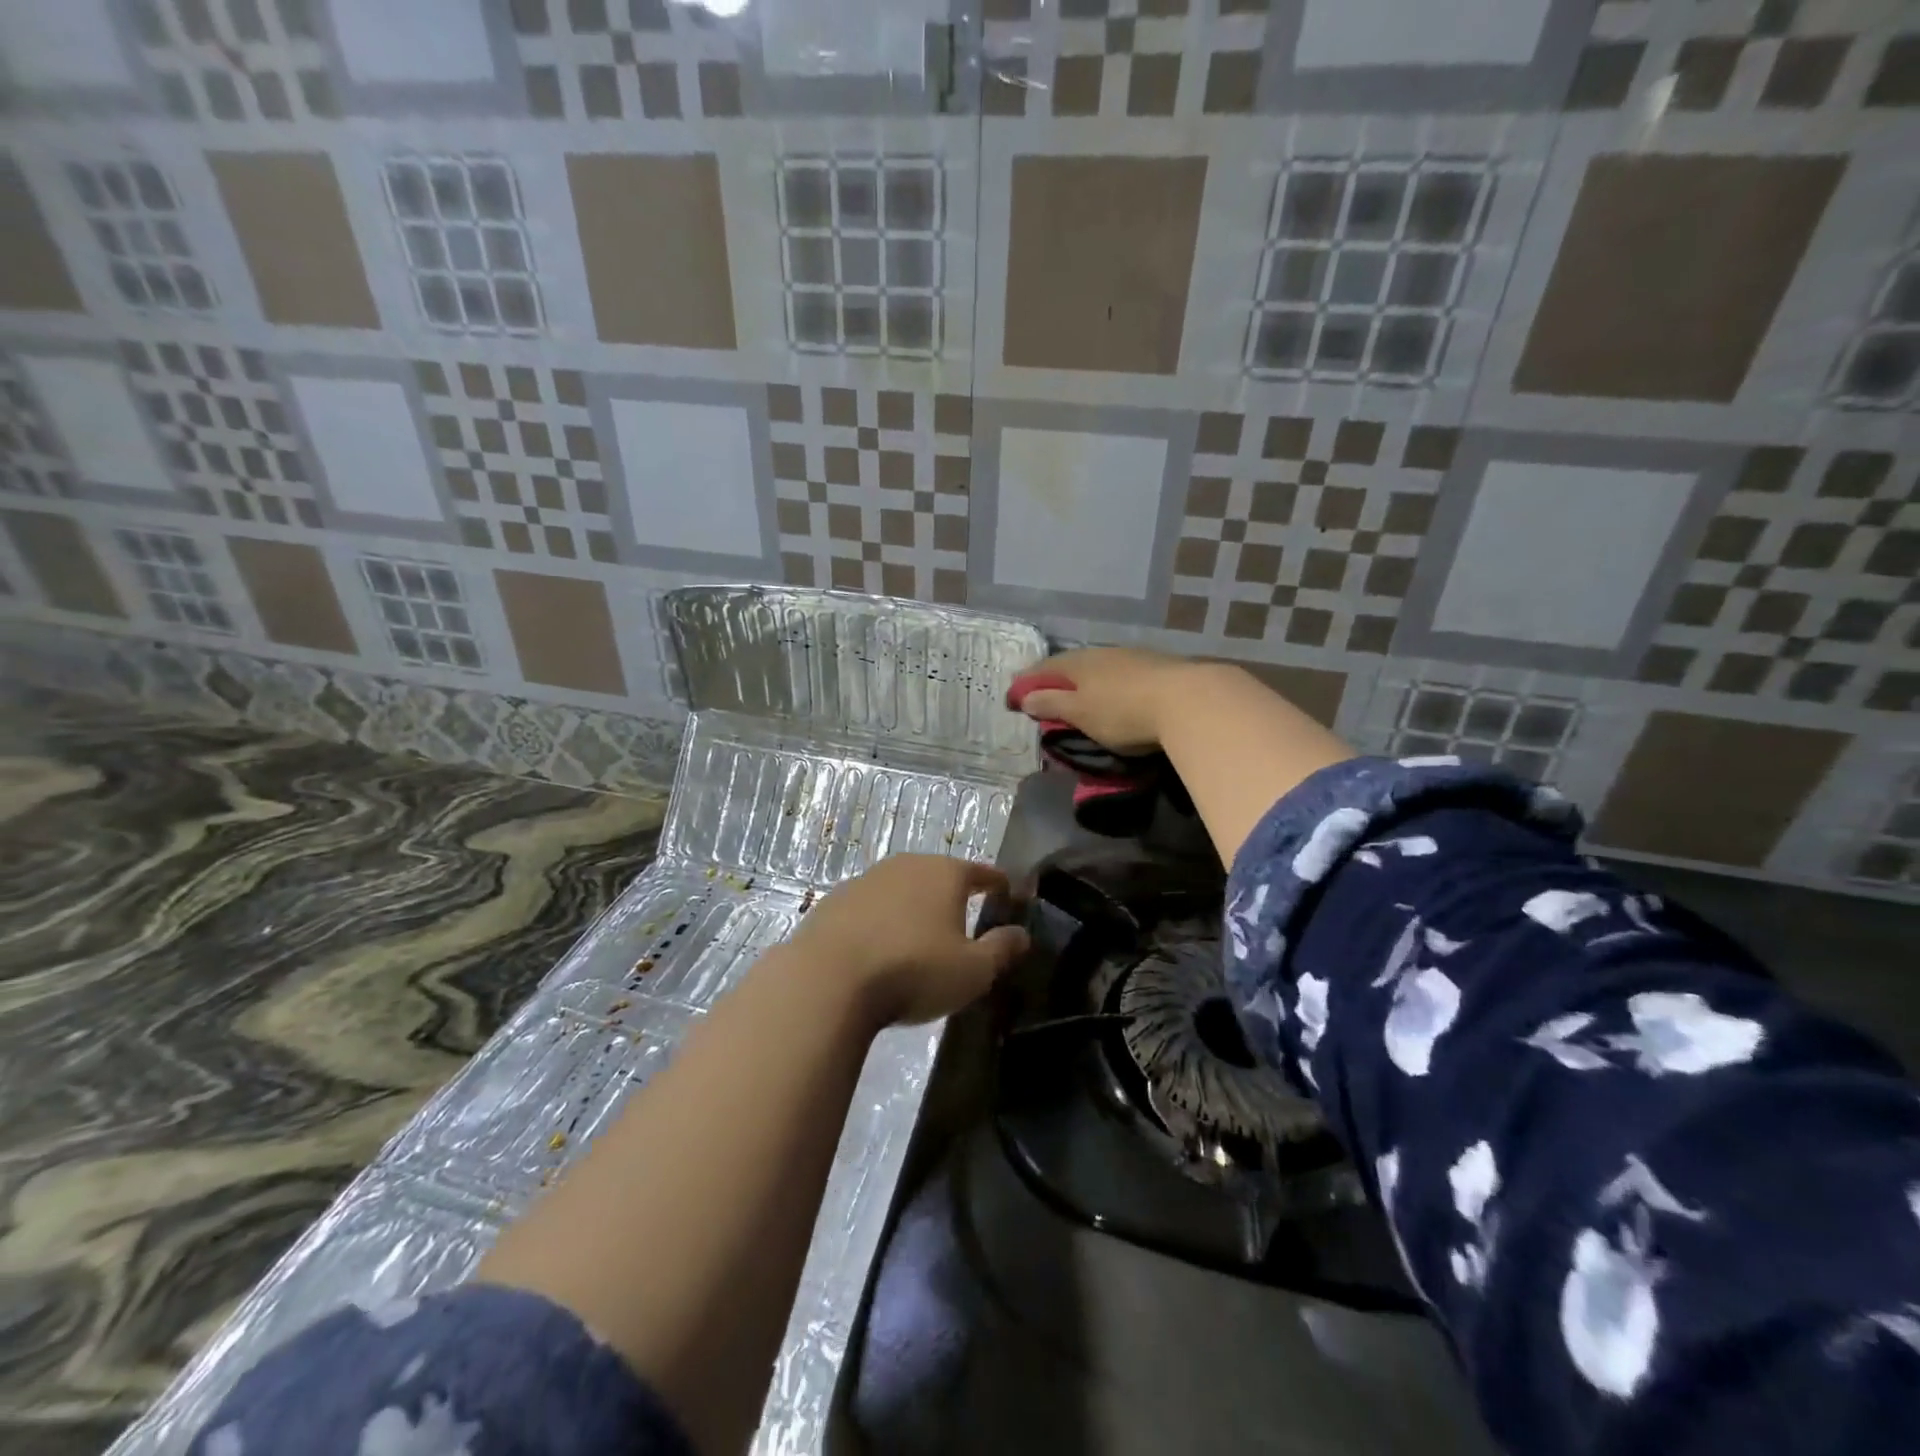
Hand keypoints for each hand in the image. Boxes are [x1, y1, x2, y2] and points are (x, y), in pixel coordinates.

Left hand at [788, 856, 1029, 1025]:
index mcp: (944, 874)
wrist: (827, 980)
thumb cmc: (913, 971)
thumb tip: (1022, 934)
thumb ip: (1001, 950)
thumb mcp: (973, 971)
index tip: (1007, 892)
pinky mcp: (833, 902)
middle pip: (938, 875)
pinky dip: (880, 921)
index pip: (981, 872)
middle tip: (964, 917)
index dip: (997, 883)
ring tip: (919, 934)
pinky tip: (879, 946)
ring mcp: (865, 880)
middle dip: (952, 893)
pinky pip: (869, 908)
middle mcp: (905, 866)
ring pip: (900, 888)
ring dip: (912, 906)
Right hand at [1013, 647, 1208, 752]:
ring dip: (1086, 682)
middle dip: (1057, 679)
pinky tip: (1115, 695)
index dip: (1028, 681)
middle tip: (1045, 695)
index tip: (1015, 696)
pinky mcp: (1158, 669)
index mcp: (1079, 663)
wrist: (1189, 702)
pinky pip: (1122, 675)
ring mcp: (1133, 658)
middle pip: (1072, 664)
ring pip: (1100, 668)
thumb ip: (1052, 704)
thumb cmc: (1123, 711)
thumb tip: (1024, 696)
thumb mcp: (1080, 713)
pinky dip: (1110, 686)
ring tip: (1080, 697)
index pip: (1045, 668)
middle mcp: (1103, 653)